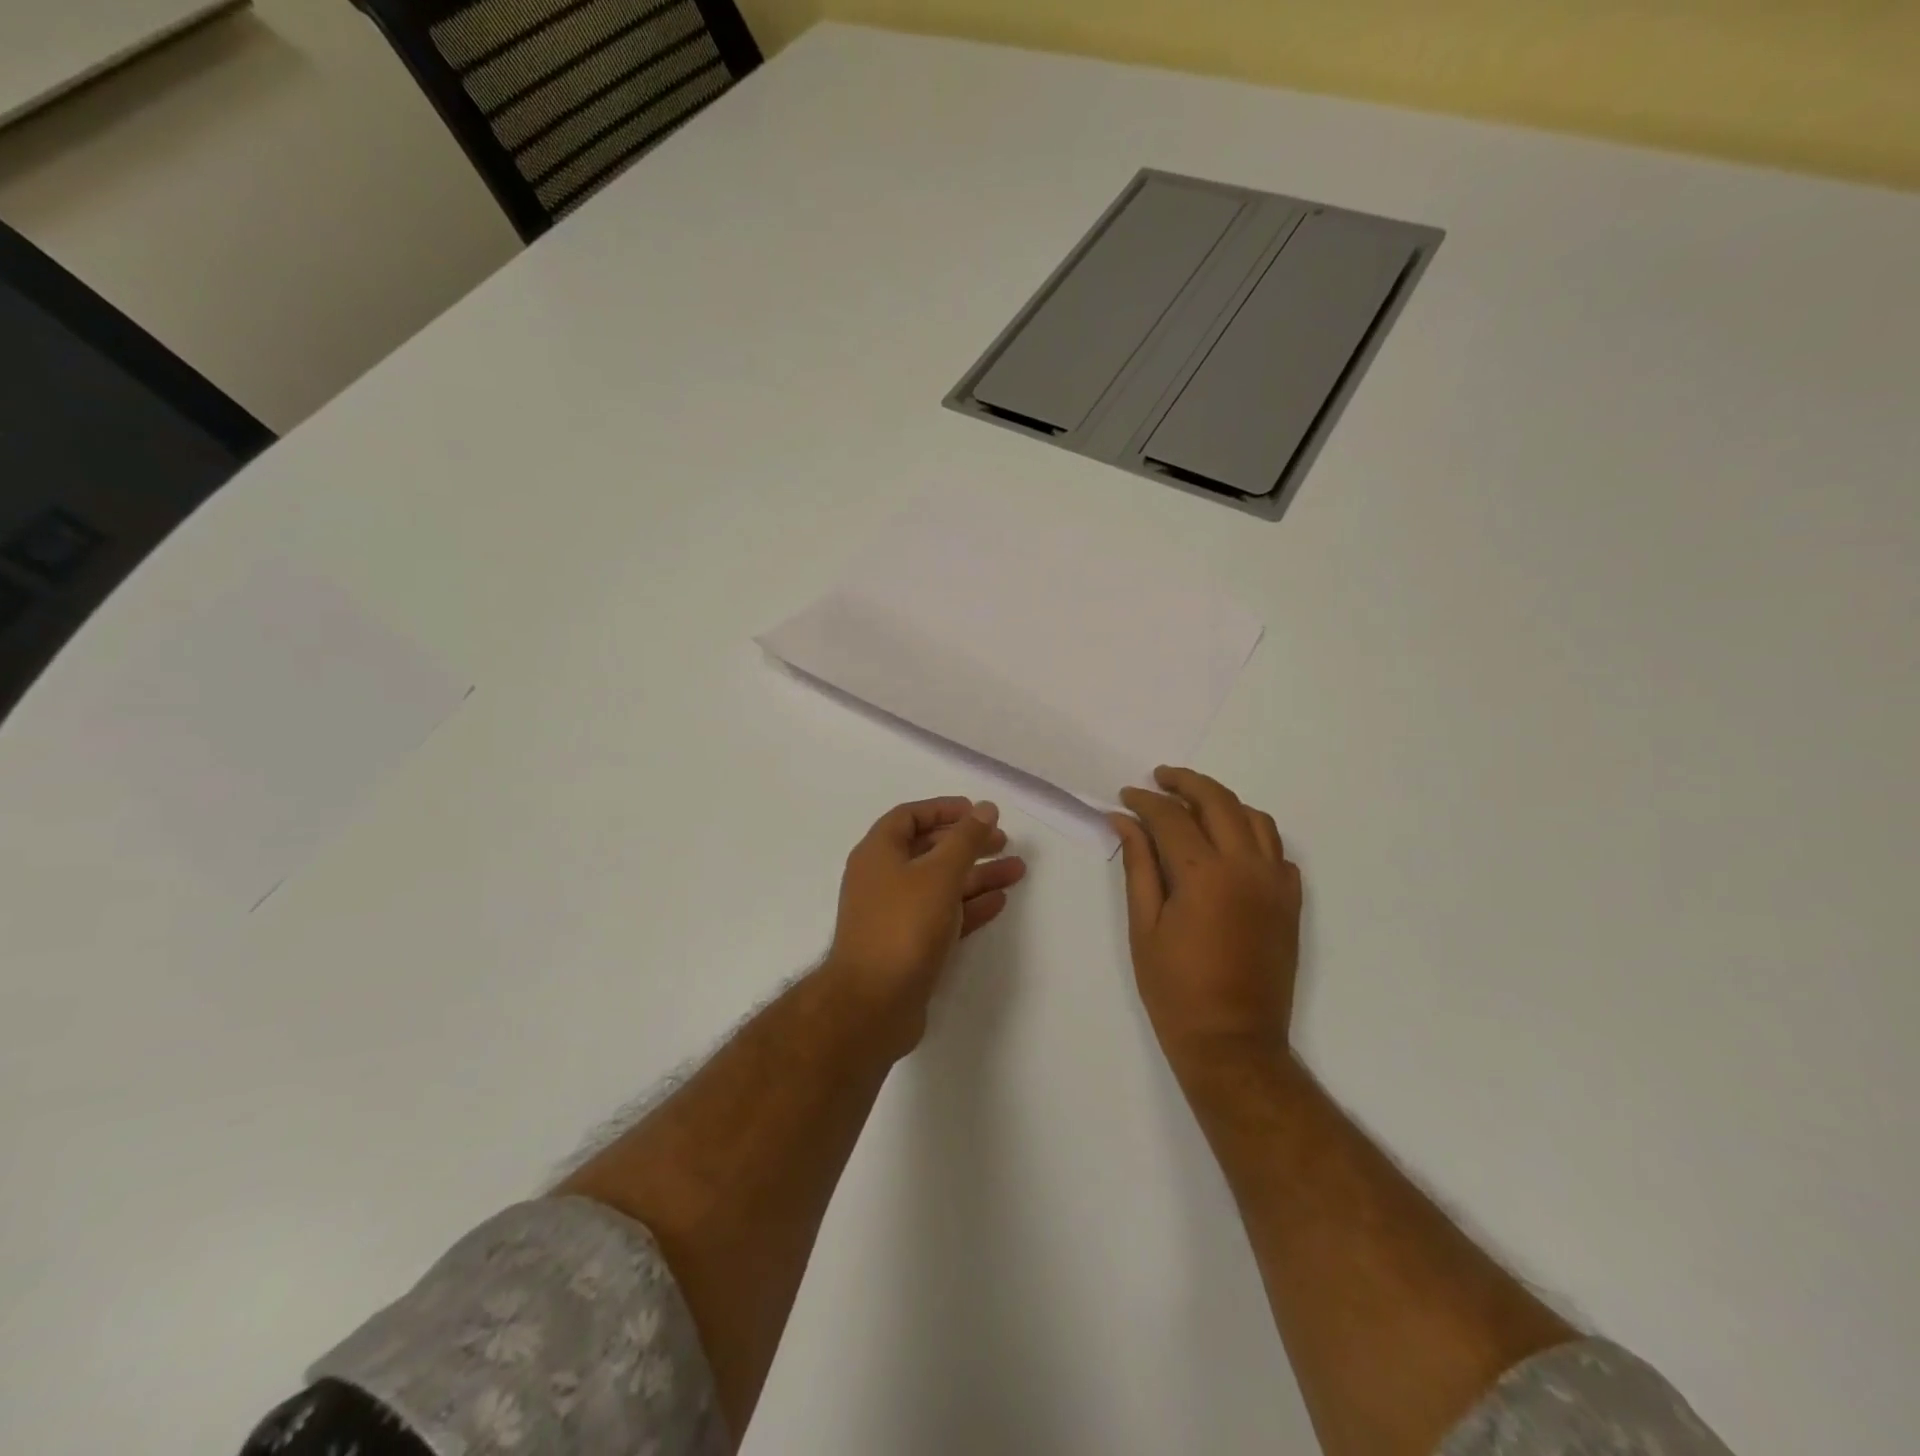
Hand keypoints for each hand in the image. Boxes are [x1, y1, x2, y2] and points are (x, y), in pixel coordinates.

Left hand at [826, 797, 1026, 1052]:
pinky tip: (999, 901)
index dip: (943, 809)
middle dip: (967, 843)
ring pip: (941, 884)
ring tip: (1017, 870)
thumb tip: (985, 808)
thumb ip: (965, 839)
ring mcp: (895, 914)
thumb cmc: (904, 925)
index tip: (977, 812)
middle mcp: (883, 879)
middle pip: (928, 850)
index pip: (909, 816)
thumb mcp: (939, 873)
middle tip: (1003, 841)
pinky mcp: (908, 945)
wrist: (874, 1003)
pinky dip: (969, 906)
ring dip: (977, 875)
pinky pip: (943, 915)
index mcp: (878, 853)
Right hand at [1113, 767, 1301, 1081]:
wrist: (1233, 1041)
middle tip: (1159, 778)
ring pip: (1254, 818)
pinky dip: (1252, 833)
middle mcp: (1246, 866)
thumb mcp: (1144, 925)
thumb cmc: (1176, 989)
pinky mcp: (1291, 901)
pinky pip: (1276, 849)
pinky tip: (1229, 844)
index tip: (1125, 797)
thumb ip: (1138, 865)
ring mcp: (1275, 882)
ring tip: (1193, 803)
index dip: (1144, 801)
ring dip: (1222, 801)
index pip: (1171, 817)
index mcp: (1204, 874)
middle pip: (1218, 801)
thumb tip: (1124, 820)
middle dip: (1185, 782)